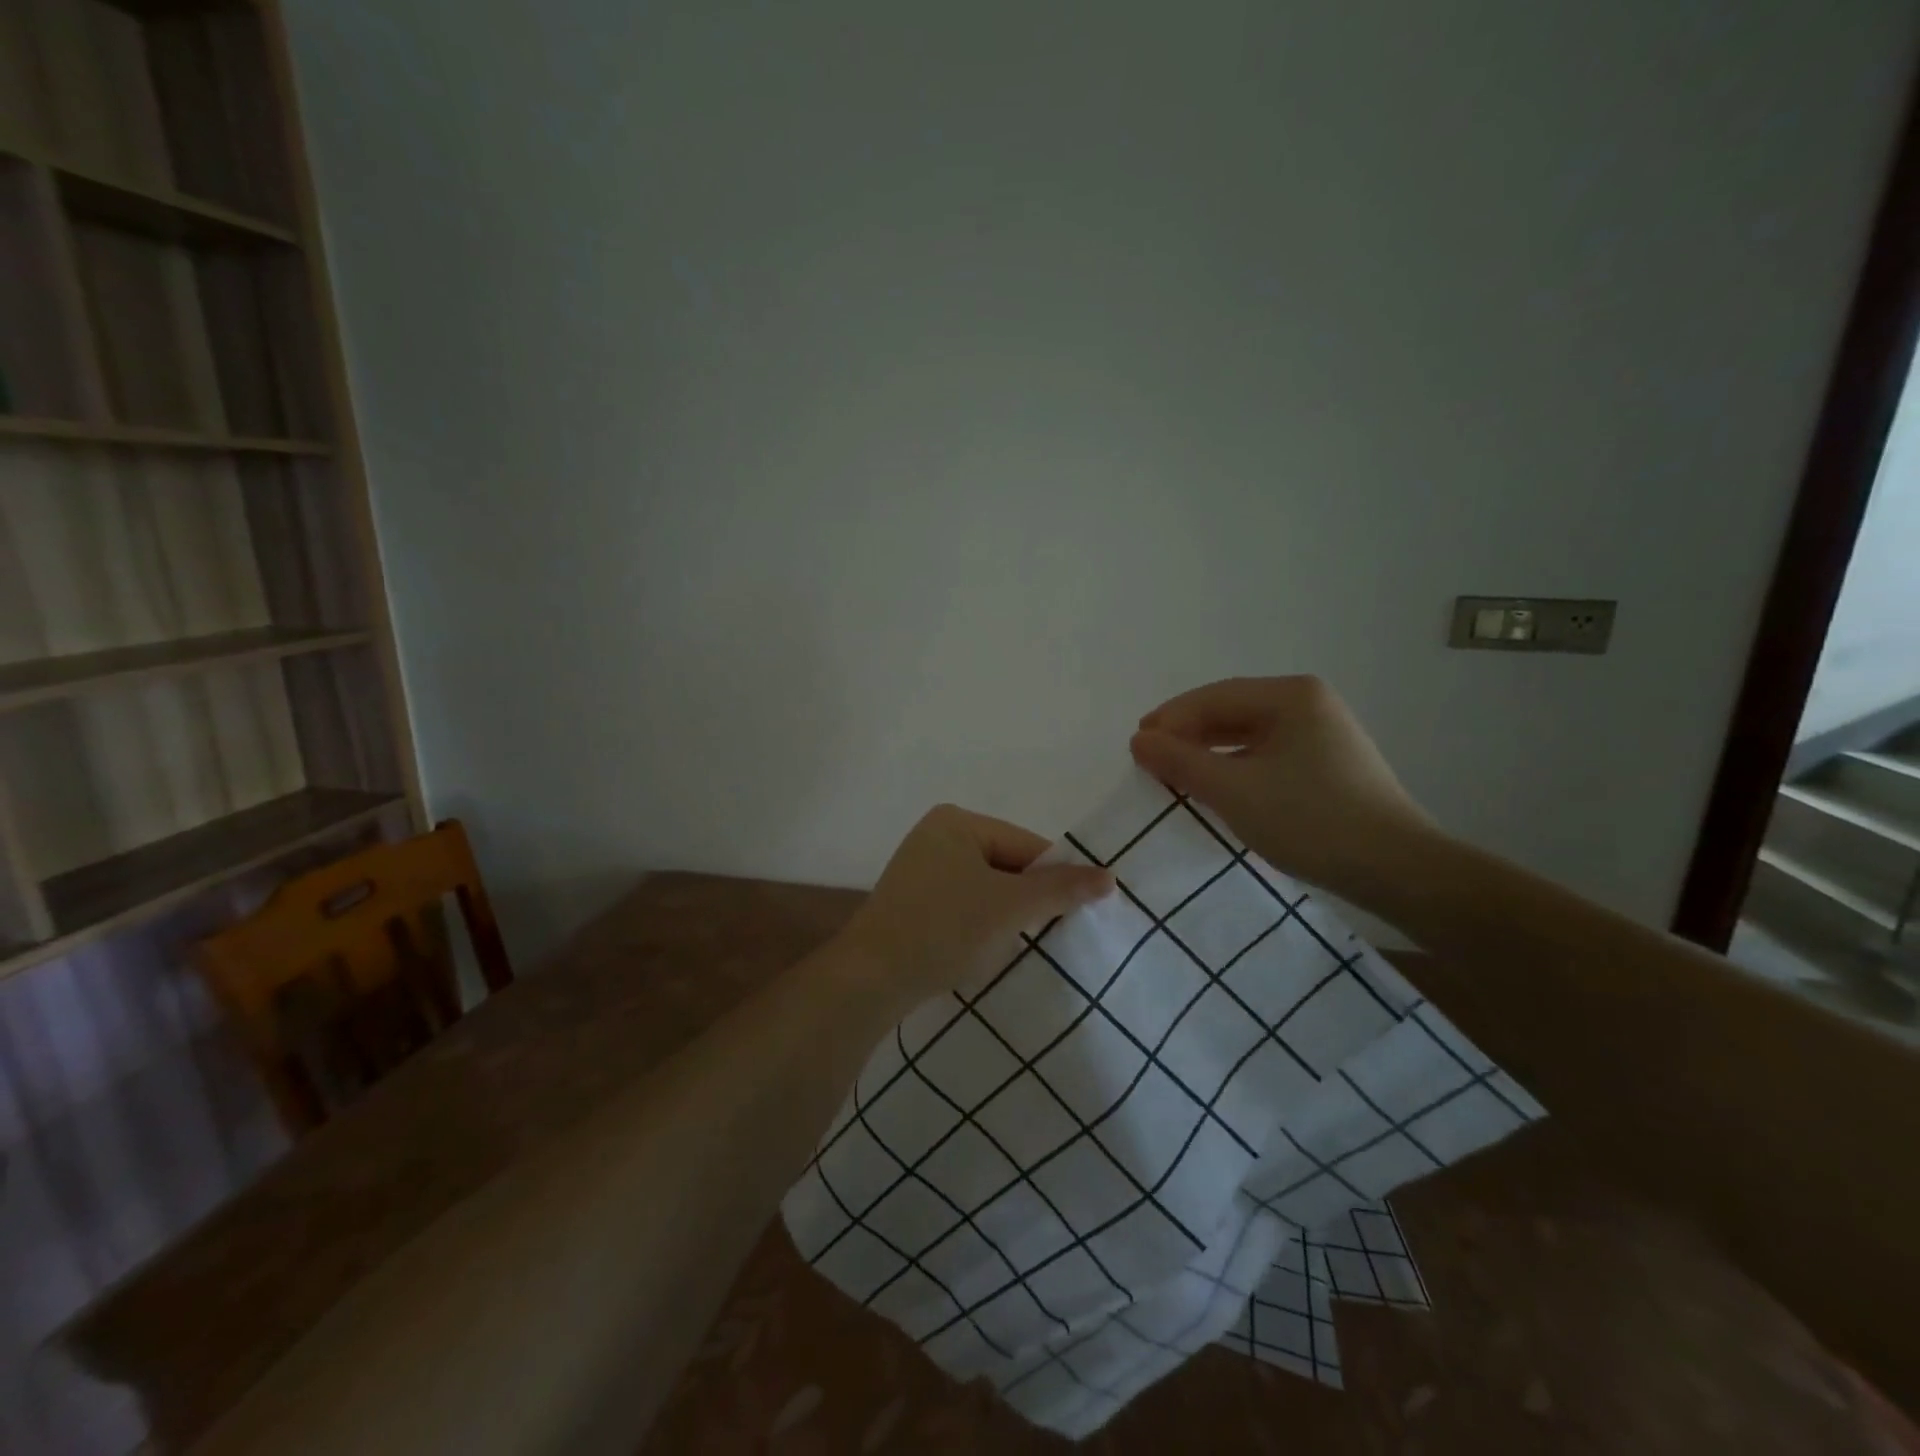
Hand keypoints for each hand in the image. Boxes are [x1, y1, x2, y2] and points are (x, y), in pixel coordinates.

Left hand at [837, 805, 1113, 1012]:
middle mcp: (936, 834)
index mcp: (957, 821)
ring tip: (1018, 944)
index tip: (1080, 913)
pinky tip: (984, 948)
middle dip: (1029, 898)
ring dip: (1006, 914)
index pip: (1027, 845)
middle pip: (1007, 864)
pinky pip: (963, 903)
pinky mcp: (912, 900)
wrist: (871, 978)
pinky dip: (980, 923)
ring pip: (986, 887)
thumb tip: (1109, 876)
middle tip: (1052, 934)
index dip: (1056, 878)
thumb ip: (1060, 889)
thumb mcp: (1009, 907)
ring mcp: (920, 868)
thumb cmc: (944, 929)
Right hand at [1129, 676, 1435, 900]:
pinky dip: (1234, 768)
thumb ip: (1180, 761)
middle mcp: (1309, 704)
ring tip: (1175, 774)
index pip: (1213, 697)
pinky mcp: (1328, 765)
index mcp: (1291, 696)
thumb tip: (1139, 740)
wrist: (1395, 869)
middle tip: (1149, 758)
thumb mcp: (1233, 790)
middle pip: (1231, 711)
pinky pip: (1266, 755)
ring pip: (1248, 735)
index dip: (1170, 718)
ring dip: (1208, 752)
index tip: (1136, 745)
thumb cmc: (1309, 820)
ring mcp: (1322, 735)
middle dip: (1187, 734)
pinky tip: (1216, 787)